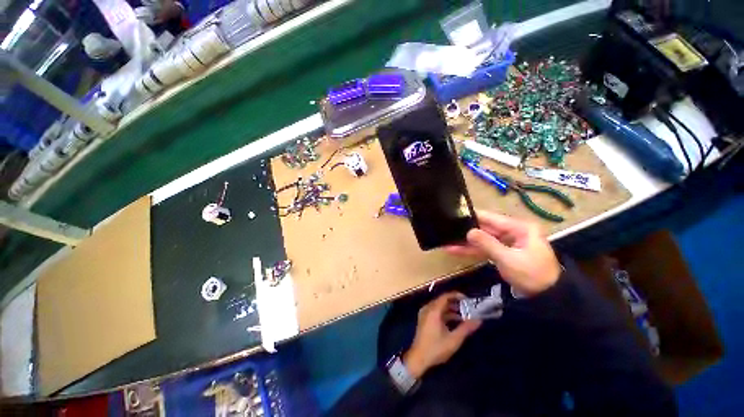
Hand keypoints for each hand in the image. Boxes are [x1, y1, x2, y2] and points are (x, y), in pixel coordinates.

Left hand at [403, 292, 480, 378]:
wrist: (418, 358)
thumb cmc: (436, 348)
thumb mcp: (453, 339)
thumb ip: (466, 328)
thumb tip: (478, 320)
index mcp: (433, 310)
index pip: (445, 296)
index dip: (456, 295)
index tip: (467, 299)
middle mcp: (428, 308)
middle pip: (442, 300)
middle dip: (455, 303)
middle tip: (468, 308)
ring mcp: (424, 314)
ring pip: (439, 306)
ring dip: (451, 309)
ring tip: (464, 316)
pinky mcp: (424, 320)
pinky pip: (436, 312)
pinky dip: (445, 314)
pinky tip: (455, 322)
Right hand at [446, 211, 560, 295]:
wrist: (548, 298)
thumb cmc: (532, 275)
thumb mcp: (508, 259)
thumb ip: (487, 243)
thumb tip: (468, 232)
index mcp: (519, 227)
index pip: (492, 218)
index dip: (473, 216)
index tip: (455, 213)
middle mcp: (513, 232)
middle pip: (485, 228)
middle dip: (467, 231)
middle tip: (447, 228)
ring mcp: (508, 242)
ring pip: (483, 239)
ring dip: (467, 242)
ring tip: (447, 242)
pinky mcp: (503, 252)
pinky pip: (485, 248)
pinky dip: (472, 250)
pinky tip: (456, 250)